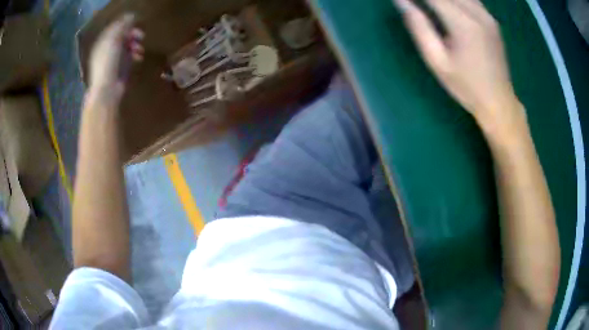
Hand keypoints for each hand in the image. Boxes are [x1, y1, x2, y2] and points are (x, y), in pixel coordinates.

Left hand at [88, 14, 144, 102]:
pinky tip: (139, 57)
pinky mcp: (120, 69)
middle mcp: (107, 50)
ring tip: (140, 49)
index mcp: (103, 43)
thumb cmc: (107, 64)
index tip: (136, 23)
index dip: (126, 25)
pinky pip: (129, 57)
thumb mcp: (113, 41)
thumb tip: (131, 16)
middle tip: (142, 36)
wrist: (106, 90)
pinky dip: (135, 55)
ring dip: (135, 45)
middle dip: (132, 35)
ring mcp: (114, 60)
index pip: (115, 28)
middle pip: (122, 37)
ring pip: (127, 47)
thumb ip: (121, 27)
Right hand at [394, 0, 526, 135]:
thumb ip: (419, 27)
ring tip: (430, 5)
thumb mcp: (437, 61)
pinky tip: (449, 6)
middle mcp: (477, 13)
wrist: (499, 101)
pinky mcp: (492, 20)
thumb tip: (401, 1)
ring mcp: (487, 16)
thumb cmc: (466, 86)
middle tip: (416, 3)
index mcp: (463, 23)